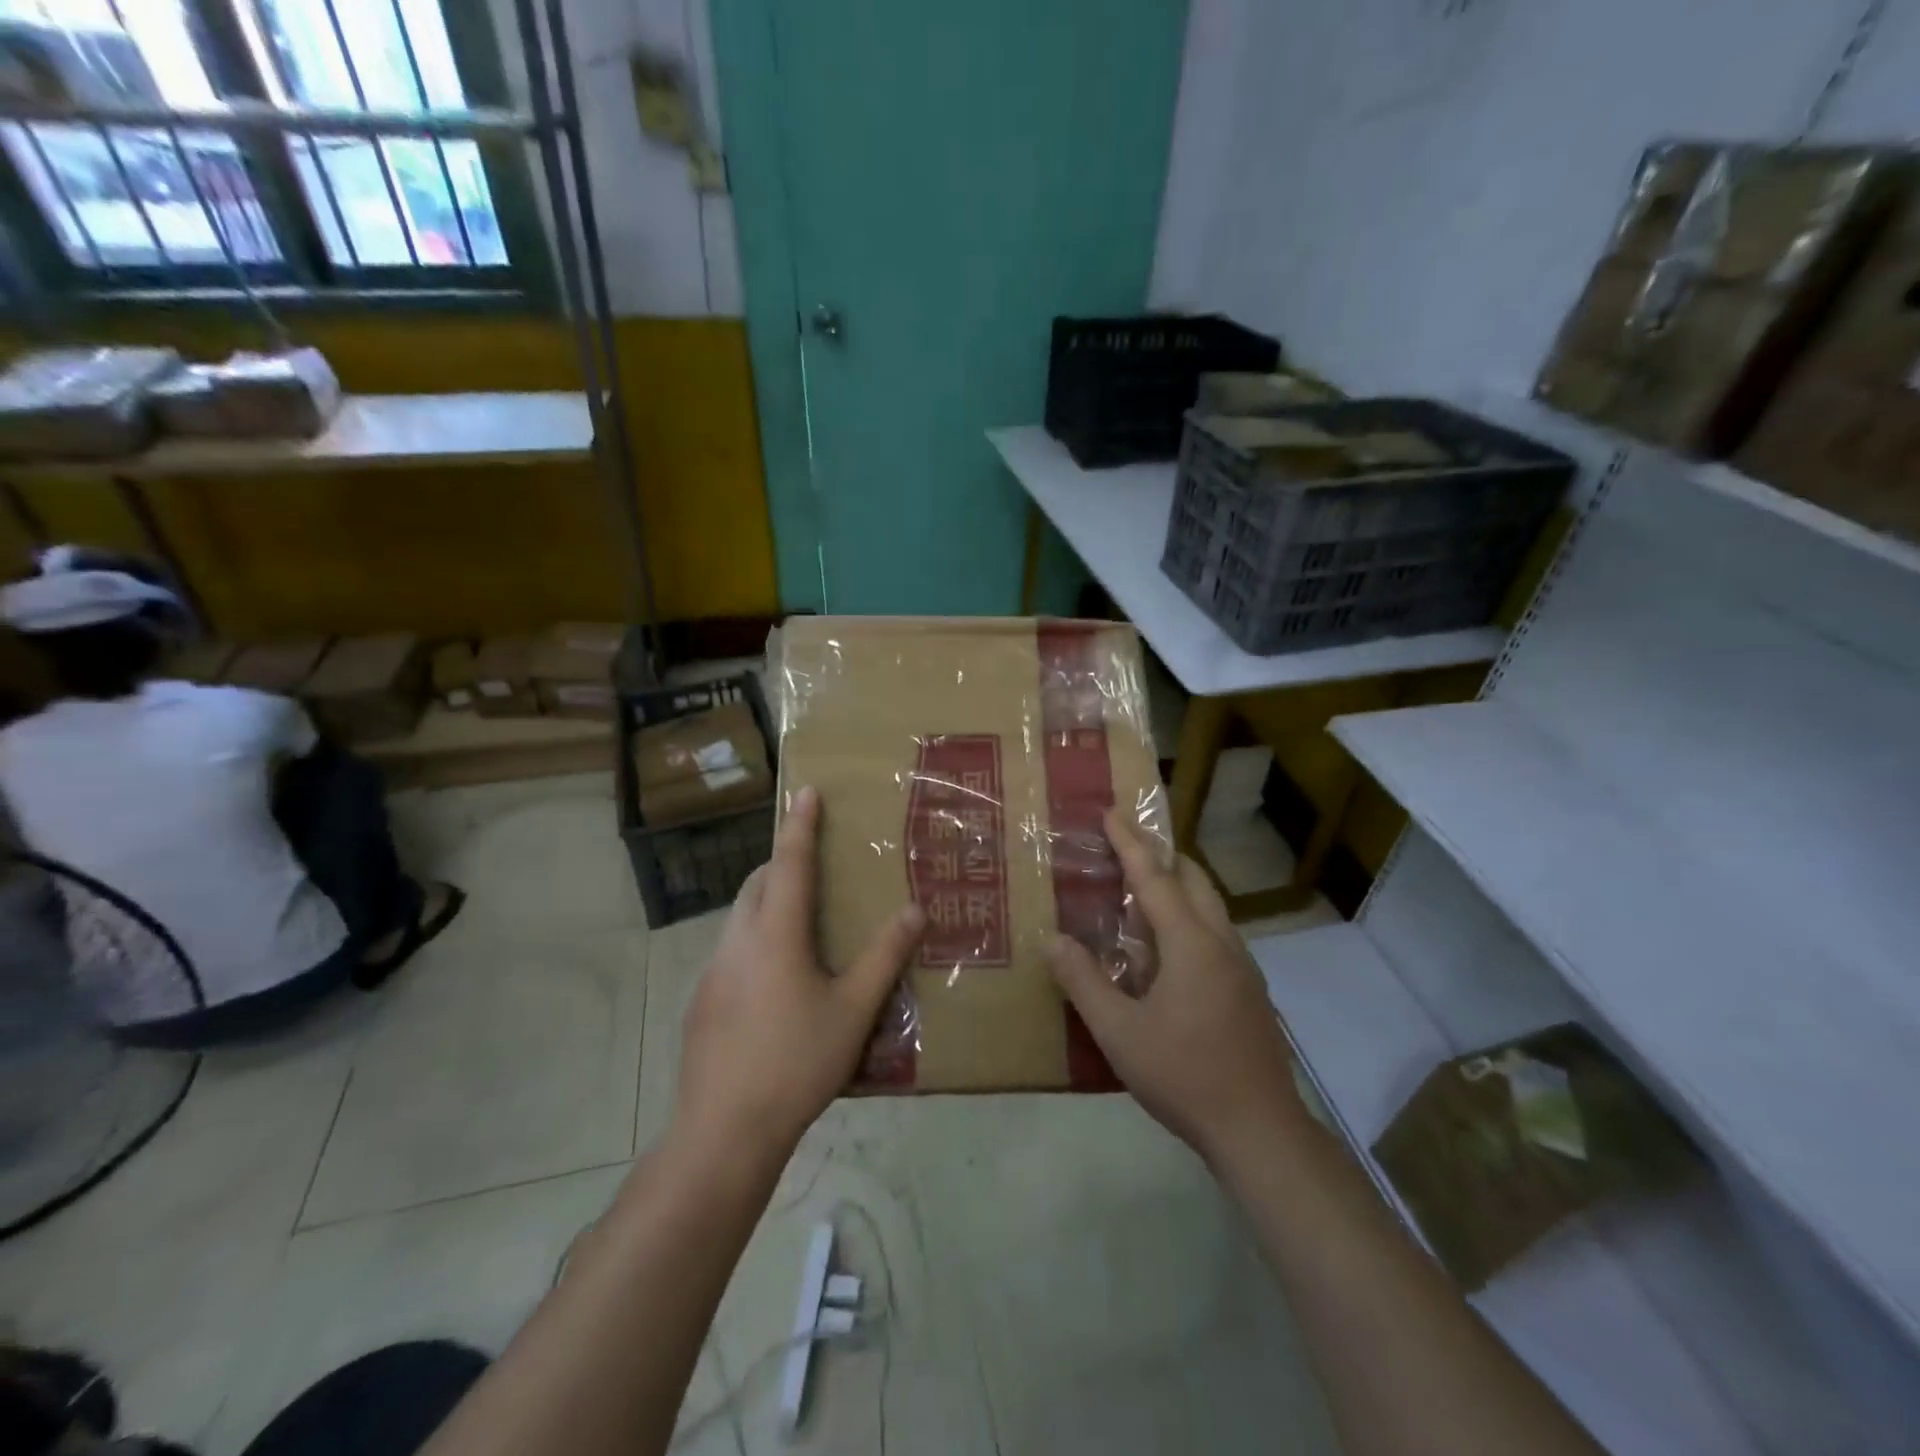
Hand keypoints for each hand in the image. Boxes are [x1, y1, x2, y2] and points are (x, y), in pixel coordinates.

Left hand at [673, 786, 925, 1171]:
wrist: (724, 1131)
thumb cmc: (796, 1062)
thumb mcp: (854, 1010)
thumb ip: (885, 956)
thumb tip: (915, 909)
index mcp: (775, 934)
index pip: (790, 863)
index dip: (800, 825)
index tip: (806, 791)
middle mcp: (738, 941)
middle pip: (758, 884)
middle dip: (782, 862)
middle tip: (814, 865)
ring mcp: (713, 972)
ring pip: (740, 917)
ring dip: (767, 902)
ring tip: (802, 924)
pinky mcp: (702, 1001)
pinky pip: (732, 950)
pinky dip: (756, 939)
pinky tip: (778, 982)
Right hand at [1050, 809, 1306, 1166]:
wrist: (1259, 1129)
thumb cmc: (1184, 1075)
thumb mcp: (1119, 1032)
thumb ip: (1083, 981)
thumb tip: (1052, 939)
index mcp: (1191, 944)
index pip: (1155, 878)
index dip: (1130, 844)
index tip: (1112, 812)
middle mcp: (1222, 943)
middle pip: (1194, 880)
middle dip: (1161, 856)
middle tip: (1127, 846)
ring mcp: (1243, 967)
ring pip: (1211, 907)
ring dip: (1178, 887)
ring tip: (1142, 893)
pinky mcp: (1250, 990)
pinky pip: (1216, 934)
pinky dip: (1190, 918)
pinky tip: (1168, 950)